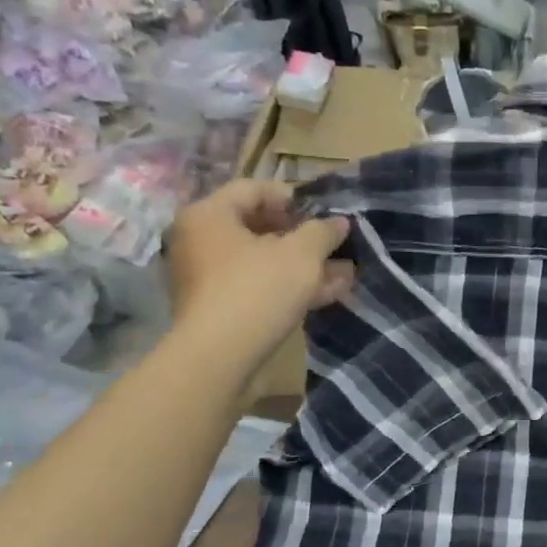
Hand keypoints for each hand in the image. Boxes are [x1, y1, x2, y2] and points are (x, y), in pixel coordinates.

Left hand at [163, 180, 352, 368]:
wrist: (220, 357)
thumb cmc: (258, 289)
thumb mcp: (301, 254)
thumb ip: (323, 232)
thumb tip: (339, 222)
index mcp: (209, 215)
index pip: (253, 189)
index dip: (293, 197)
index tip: (324, 212)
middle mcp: (201, 241)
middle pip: (259, 227)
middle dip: (305, 236)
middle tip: (336, 243)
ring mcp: (209, 278)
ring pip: (264, 261)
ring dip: (305, 265)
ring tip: (345, 271)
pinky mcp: (220, 308)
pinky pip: (260, 286)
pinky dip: (291, 286)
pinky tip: (329, 293)